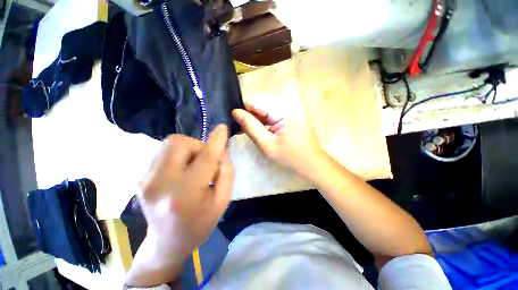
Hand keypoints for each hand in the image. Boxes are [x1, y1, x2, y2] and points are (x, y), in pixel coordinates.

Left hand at [126, 125, 233, 286]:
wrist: (167, 243)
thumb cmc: (200, 223)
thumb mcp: (222, 201)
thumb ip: (226, 172)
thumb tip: (222, 150)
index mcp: (185, 194)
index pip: (204, 158)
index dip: (216, 141)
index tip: (223, 128)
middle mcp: (159, 183)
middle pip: (180, 143)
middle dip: (199, 145)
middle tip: (206, 160)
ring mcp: (145, 179)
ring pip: (170, 143)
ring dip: (189, 149)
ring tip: (194, 165)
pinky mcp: (141, 177)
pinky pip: (163, 151)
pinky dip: (178, 154)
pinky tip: (182, 170)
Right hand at [232, 99, 324, 175]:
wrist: (311, 162)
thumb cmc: (289, 156)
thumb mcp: (266, 143)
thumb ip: (251, 126)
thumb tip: (235, 112)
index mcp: (282, 111)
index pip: (255, 102)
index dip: (244, 111)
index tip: (236, 123)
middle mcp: (287, 105)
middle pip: (261, 106)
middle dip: (251, 117)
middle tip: (243, 131)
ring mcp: (290, 109)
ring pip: (266, 111)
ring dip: (257, 121)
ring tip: (252, 133)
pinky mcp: (291, 115)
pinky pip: (273, 115)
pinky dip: (265, 123)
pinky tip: (261, 132)